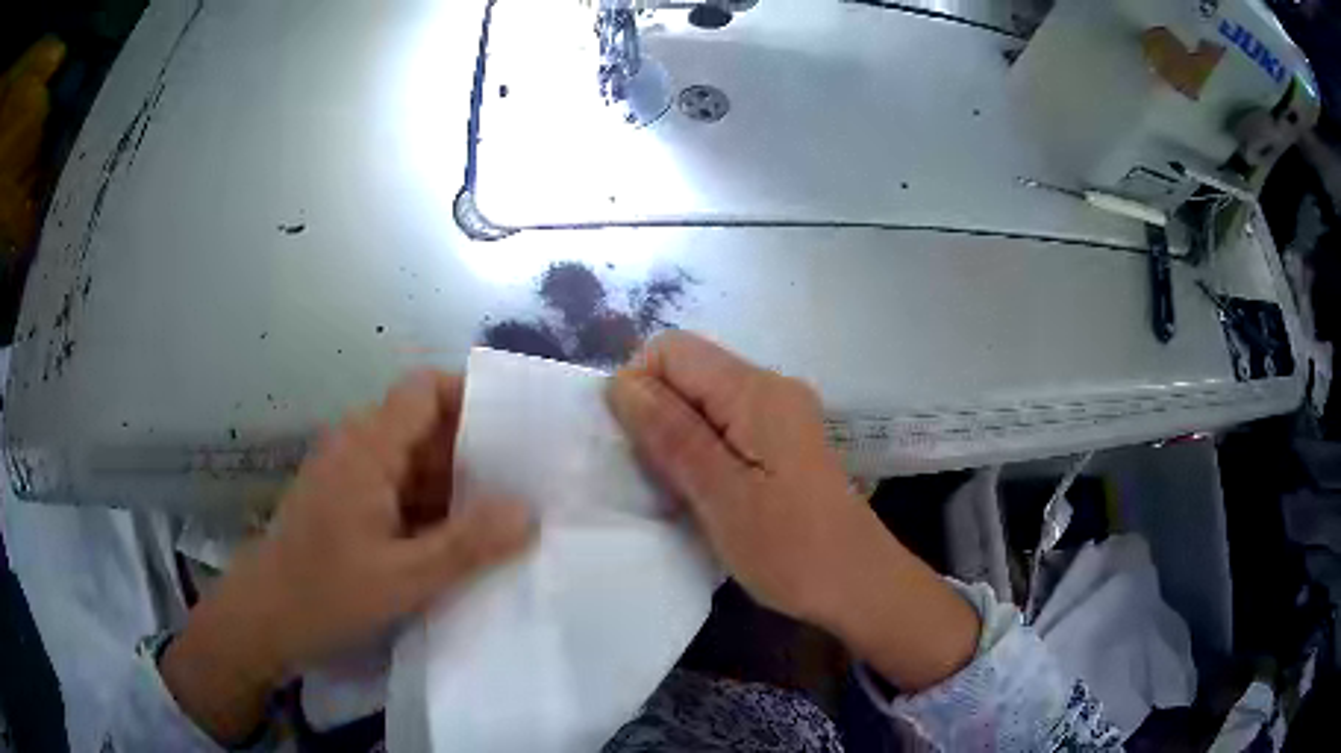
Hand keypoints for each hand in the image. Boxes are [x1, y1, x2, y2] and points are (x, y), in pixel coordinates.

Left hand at [162, 371, 533, 743]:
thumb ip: (468, 544)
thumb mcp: (404, 578)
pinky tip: (459, 540)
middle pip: (424, 425)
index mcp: (367, 447)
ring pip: (413, 460)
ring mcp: (349, 474)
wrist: (263, 619)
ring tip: (506, 513)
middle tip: (529, 481)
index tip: (519, 427)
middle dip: (476, 450)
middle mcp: (357, 446)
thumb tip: (529, 511)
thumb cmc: (326, 593)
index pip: (424, 389)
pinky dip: (430, 506)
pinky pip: (397, 487)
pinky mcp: (346, 500)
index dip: (471, 395)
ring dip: (454, 484)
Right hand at [608, 332, 979, 690]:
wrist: (857, 584)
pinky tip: (705, 491)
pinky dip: (700, 449)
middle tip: (658, 477)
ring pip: (702, 400)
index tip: (637, 449)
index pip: (671, 349)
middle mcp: (770, 387)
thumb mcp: (721, 496)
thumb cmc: (790, 549)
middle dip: (655, 414)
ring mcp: (780, 413)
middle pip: (687, 371)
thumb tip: (622, 383)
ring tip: (679, 490)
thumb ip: (672, 434)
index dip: (639, 387)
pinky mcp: (782, 439)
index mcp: (756, 391)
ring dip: (675, 436)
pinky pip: (723, 423)